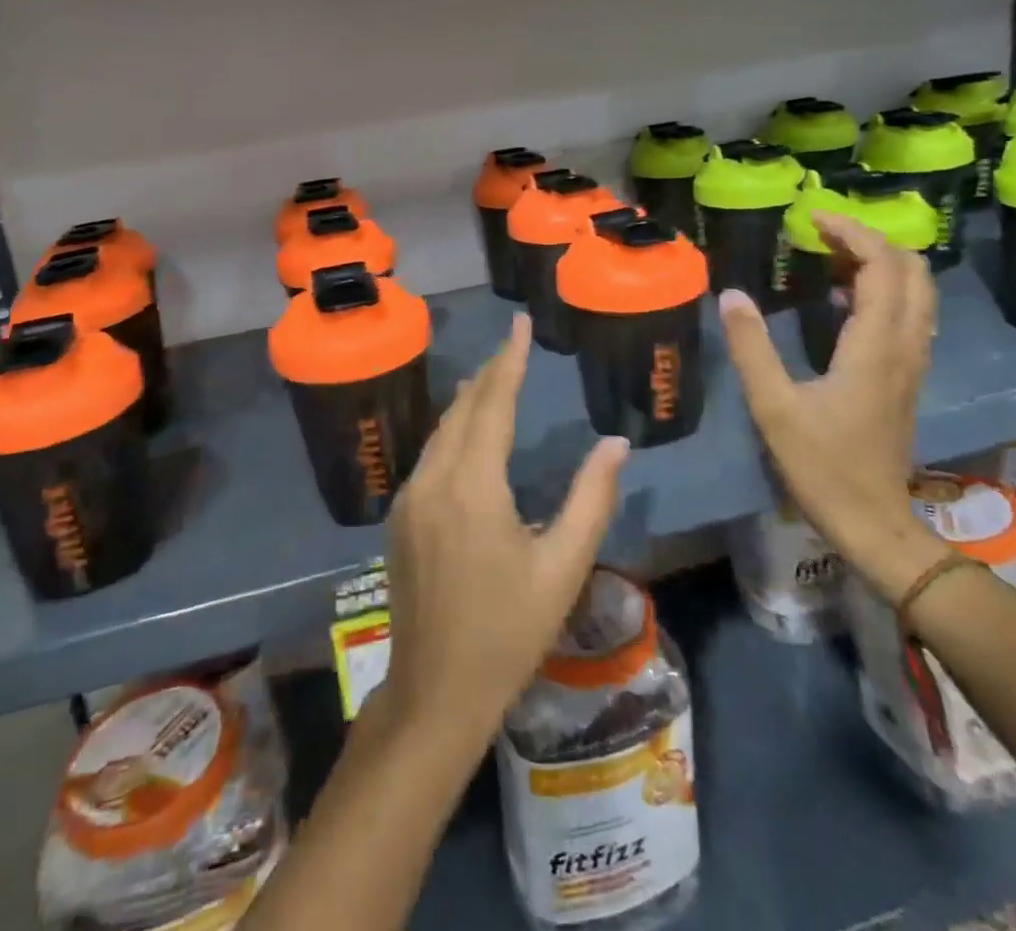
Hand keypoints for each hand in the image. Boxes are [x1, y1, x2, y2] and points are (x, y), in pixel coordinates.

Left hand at [377, 312, 628, 750]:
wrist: (434, 691)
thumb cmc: (507, 633)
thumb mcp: (562, 568)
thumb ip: (591, 499)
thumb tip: (615, 444)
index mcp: (472, 486)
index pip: (492, 404)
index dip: (509, 360)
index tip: (519, 322)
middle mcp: (433, 479)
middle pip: (462, 410)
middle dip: (489, 373)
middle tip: (513, 345)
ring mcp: (409, 498)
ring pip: (441, 431)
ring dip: (469, 401)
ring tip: (493, 377)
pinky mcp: (400, 517)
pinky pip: (429, 455)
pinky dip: (453, 431)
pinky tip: (468, 434)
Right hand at [720, 212, 949, 600]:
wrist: (872, 521)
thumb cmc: (821, 464)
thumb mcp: (774, 406)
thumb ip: (751, 347)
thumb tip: (731, 294)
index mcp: (875, 346)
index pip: (881, 267)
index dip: (852, 232)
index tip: (812, 217)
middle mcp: (904, 346)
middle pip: (912, 271)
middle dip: (872, 240)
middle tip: (823, 233)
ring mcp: (911, 363)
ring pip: (916, 292)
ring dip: (880, 263)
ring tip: (830, 256)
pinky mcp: (906, 377)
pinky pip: (908, 315)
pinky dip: (883, 290)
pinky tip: (842, 300)